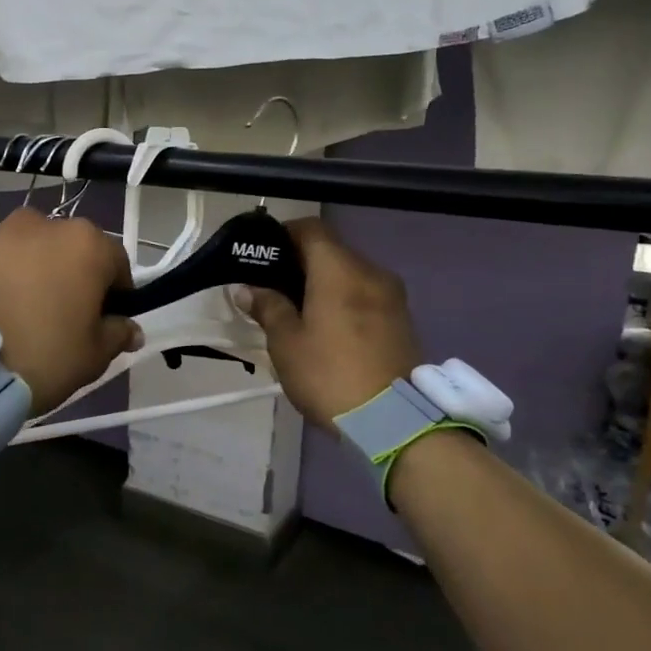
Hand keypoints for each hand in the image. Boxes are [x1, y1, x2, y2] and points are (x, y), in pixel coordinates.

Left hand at [0, 208, 141, 412]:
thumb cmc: (40, 356)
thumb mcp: (92, 356)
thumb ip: (117, 334)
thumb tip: (130, 328)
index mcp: (83, 243)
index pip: (116, 263)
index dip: (116, 293)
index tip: (105, 320)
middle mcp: (39, 224)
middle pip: (65, 249)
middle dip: (67, 276)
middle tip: (57, 316)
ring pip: (21, 252)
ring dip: (25, 273)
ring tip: (12, 314)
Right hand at [233, 218, 422, 427]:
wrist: (393, 420)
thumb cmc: (329, 373)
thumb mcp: (286, 342)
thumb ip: (268, 307)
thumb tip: (248, 288)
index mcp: (340, 269)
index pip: (311, 229)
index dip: (283, 234)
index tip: (261, 254)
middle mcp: (371, 272)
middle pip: (331, 251)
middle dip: (300, 263)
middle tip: (272, 286)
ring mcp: (392, 296)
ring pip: (350, 274)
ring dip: (323, 283)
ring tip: (296, 309)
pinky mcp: (402, 319)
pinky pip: (365, 295)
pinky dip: (343, 300)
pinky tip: (325, 326)